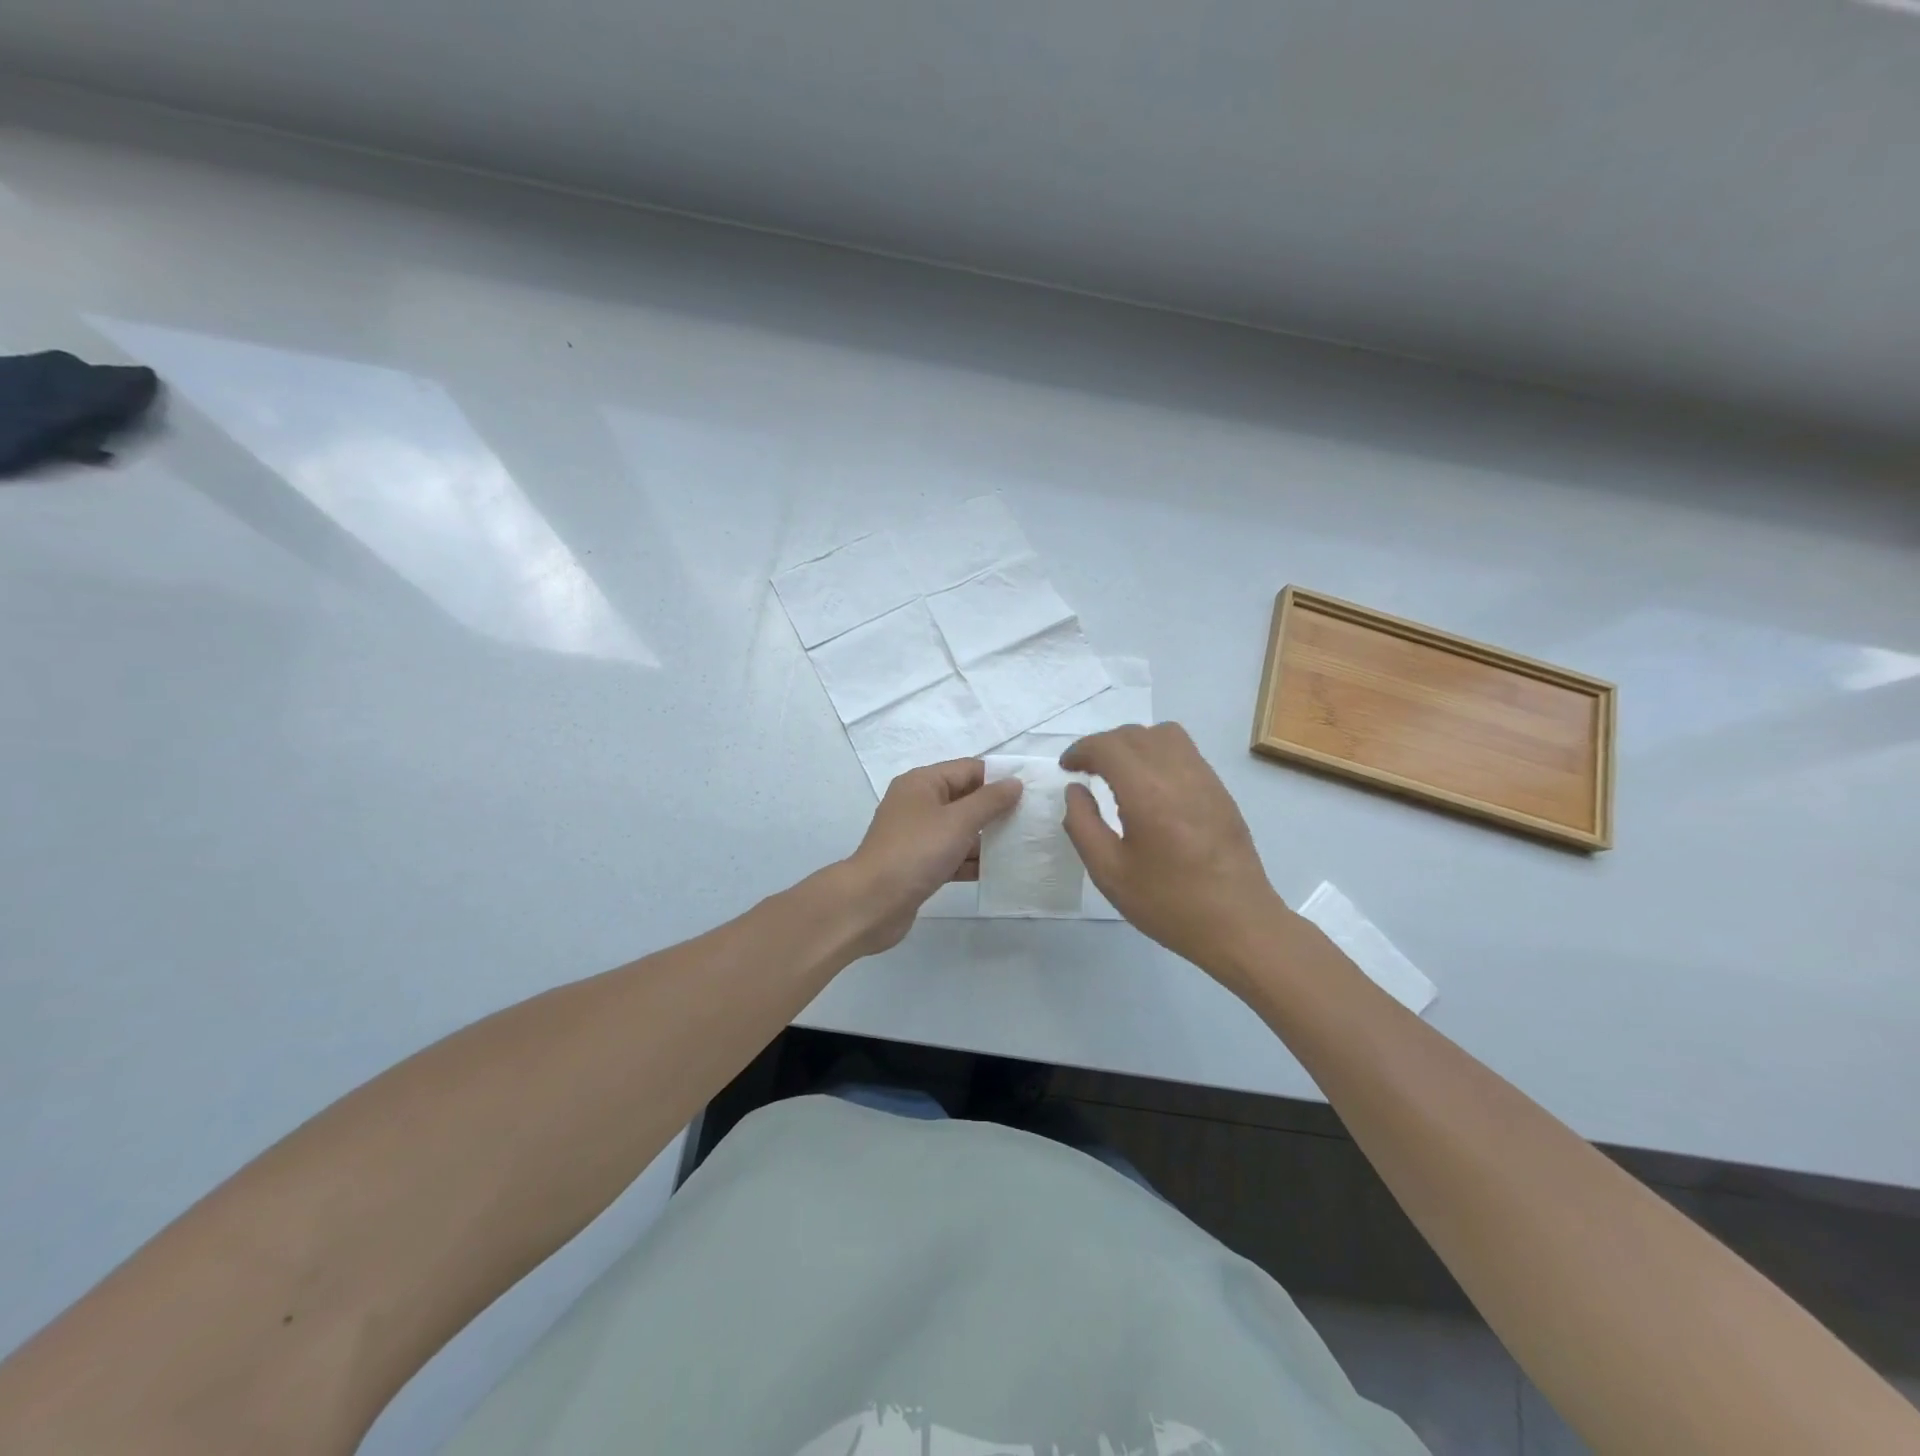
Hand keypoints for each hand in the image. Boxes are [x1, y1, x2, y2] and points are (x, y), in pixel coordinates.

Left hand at [840, 758, 1022, 955]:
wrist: (872, 903)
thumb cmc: (916, 852)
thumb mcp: (958, 821)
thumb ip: (989, 801)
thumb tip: (1014, 782)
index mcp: (922, 783)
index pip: (968, 769)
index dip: (999, 778)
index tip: (1032, 790)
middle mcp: (918, 804)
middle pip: (965, 799)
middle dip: (996, 809)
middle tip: (1032, 819)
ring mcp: (917, 836)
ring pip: (960, 830)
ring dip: (987, 838)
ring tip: (1024, 845)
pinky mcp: (919, 865)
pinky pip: (953, 856)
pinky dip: (972, 861)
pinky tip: (1000, 871)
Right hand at [1061, 723, 1291, 978]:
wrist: (1239, 924)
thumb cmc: (1168, 903)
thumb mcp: (1109, 873)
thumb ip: (1082, 825)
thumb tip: (1075, 790)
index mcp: (1147, 793)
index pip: (1108, 747)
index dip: (1081, 750)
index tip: (1067, 768)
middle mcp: (1178, 773)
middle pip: (1134, 734)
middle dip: (1104, 745)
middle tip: (1086, 770)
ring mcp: (1205, 778)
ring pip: (1164, 734)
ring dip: (1134, 743)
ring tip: (1120, 771)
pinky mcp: (1220, 790)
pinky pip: (1185, 751)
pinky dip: (1159, 753)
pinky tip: (1151, 786)